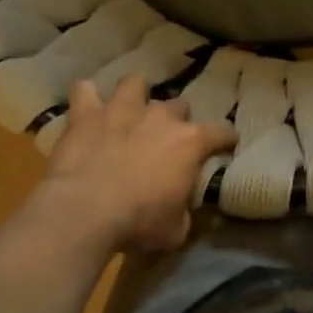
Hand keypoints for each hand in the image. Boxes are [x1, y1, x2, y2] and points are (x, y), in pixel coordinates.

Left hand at [25, 76, 237, 252]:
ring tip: (130, 108)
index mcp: (190, 143)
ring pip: (135, 83)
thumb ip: (183, 211)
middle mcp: (160, 117)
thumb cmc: (139, 222)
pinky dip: (87, 96)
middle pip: (178, 105)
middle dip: (176, 119)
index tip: (227, 146)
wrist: (85, 211)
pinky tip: (87, 106)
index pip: (221, 134)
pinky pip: (85, 90)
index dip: (226, 140)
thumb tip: (180, 209)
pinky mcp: (86, 115)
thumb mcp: (175, 229)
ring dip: (135, 94)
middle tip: (167, 139)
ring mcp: (122, 110)